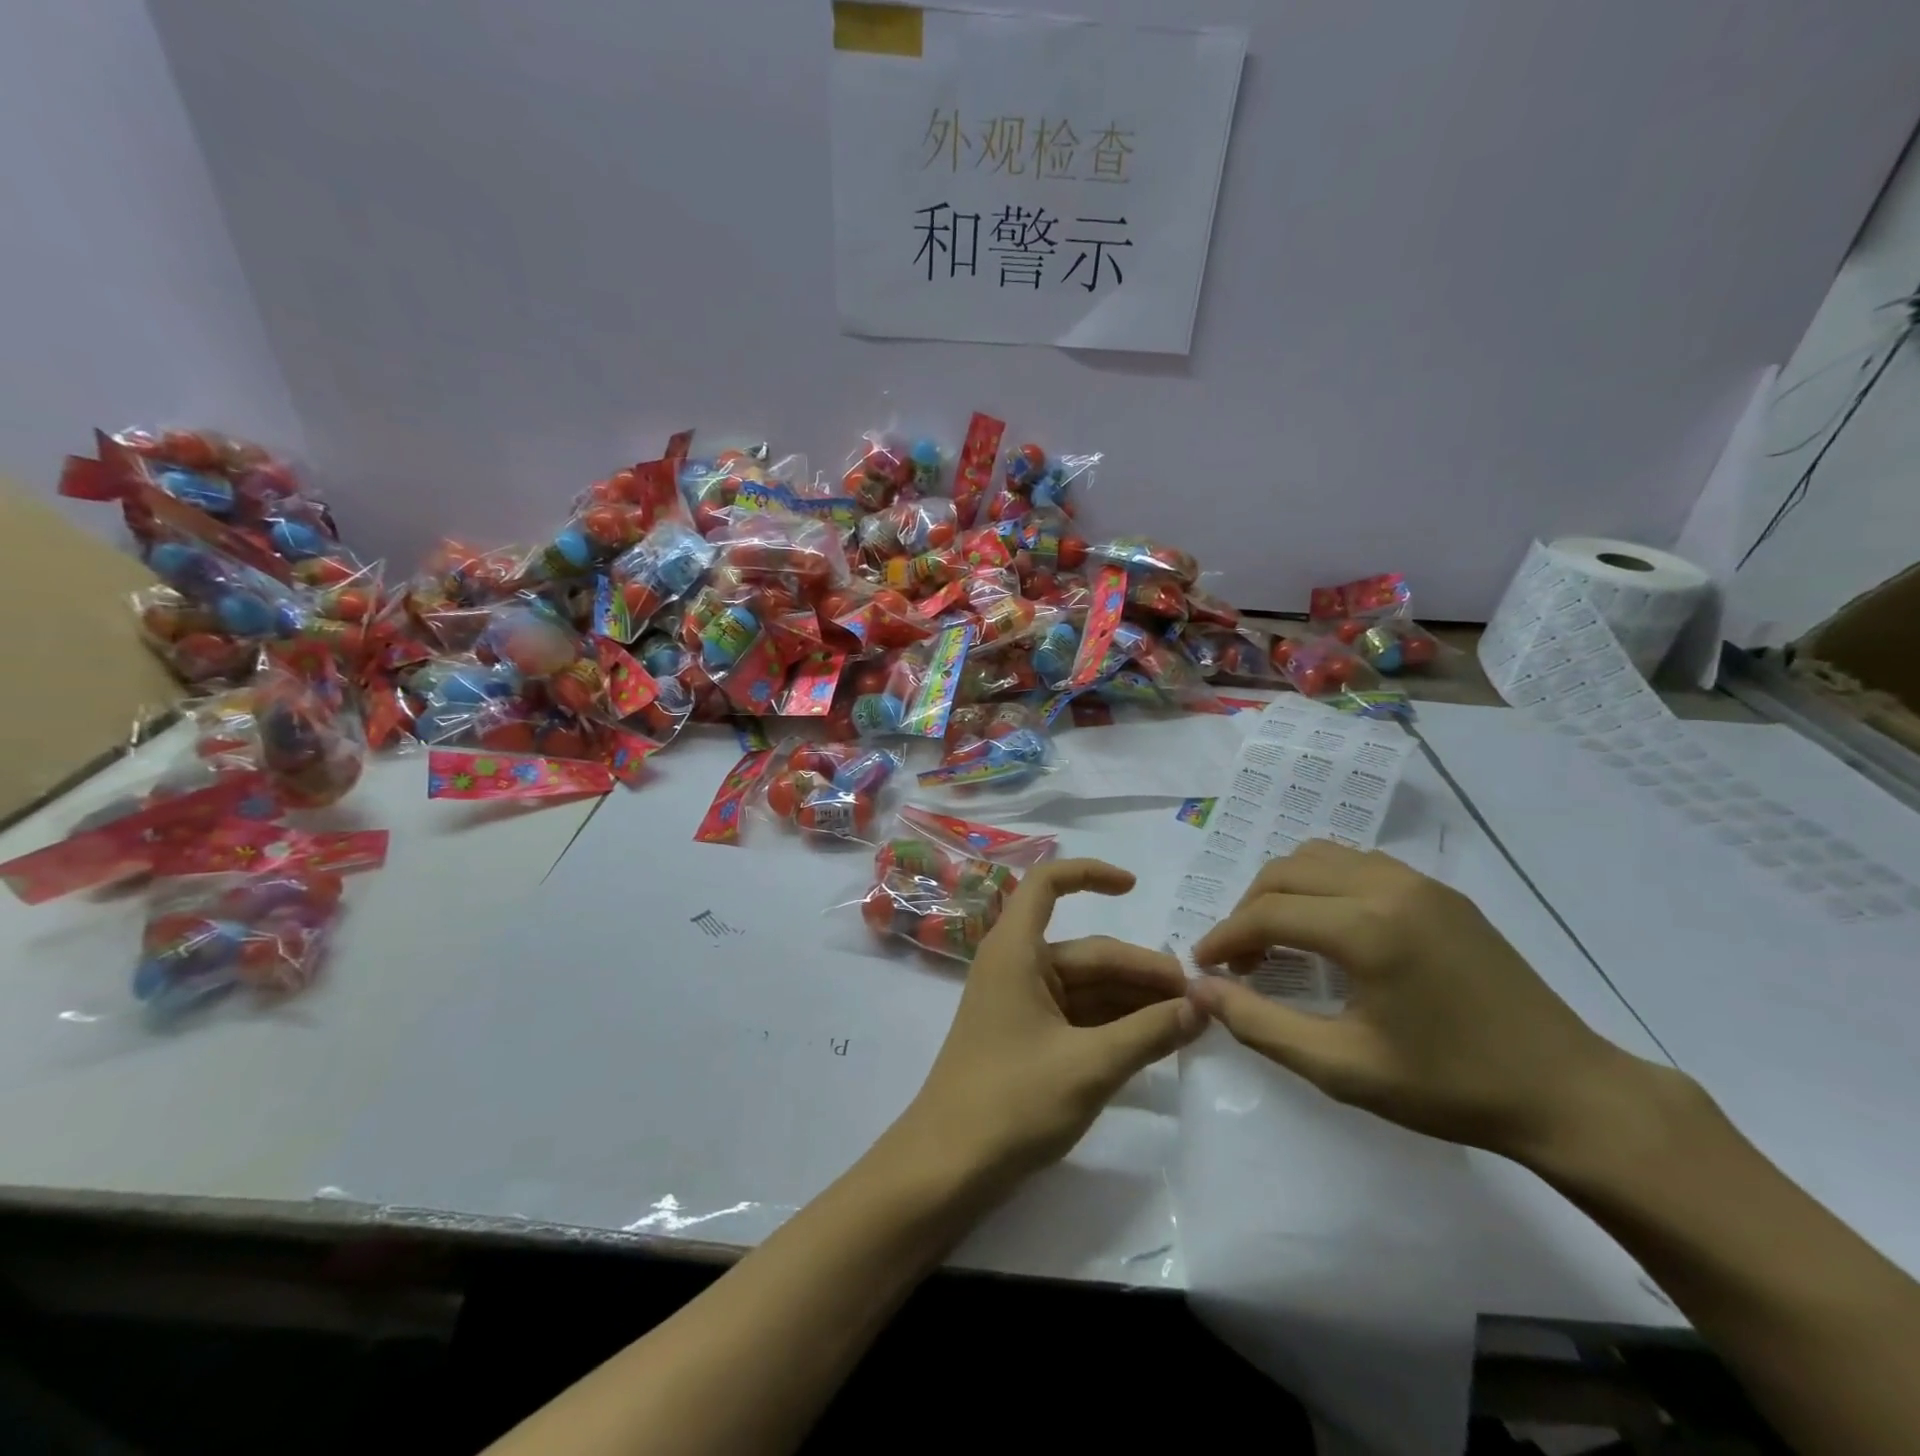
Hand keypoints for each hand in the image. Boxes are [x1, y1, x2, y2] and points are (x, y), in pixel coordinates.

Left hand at [896, 859, 1205, 1189]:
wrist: (948, 1168)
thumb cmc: (1012, 1103)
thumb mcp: (1090, 1066)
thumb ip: (1150, 1032)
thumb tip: (1203, 1005)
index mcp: (1016, 951)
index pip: (1047, 884)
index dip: (1089, 874)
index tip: (1135, 887)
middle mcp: (1017, 966)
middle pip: (1088, 952)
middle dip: (1142, 972)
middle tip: (1201, 999)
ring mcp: (1021, 1003)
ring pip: (1088, 987)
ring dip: (1135, 1001)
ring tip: (1191, 1022)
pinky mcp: (1027, 1038)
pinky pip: (1079, 1015)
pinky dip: (1116, 1024)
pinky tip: (1157, 1040)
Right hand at [1188, 839, 1636, 1163]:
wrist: (1569, 1094)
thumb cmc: (1450, 1087)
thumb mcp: (1342, 1069)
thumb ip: (1260, 1025)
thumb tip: (1202, 990)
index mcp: (1367, 928)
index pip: (1268, 913)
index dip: (1224, 937)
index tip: (1204, 966)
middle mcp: (1388, 886)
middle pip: (1286, 872)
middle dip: (1249, 910)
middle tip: (1240, 959)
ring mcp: (1419, 883)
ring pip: (1320, 856)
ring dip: (1284, 890)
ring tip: (1279, 939)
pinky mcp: (1440, 892)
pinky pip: (1358, 864)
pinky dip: (1323, 884)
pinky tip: (1330, 929)